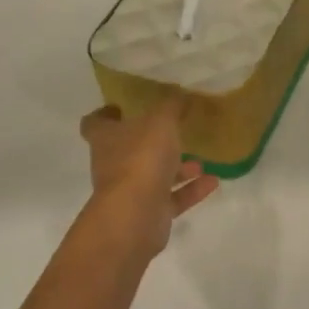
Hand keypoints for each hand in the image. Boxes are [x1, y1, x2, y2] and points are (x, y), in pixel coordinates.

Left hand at [79, 98, 220, 257]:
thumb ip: (171, 105)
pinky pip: (172, 198)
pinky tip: (213, 181)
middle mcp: (113, 164)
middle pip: (128, 149)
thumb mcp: (161, 121)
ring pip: (153, 175)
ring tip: (201, 159)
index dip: (105, 114)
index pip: (95, 123)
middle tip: (175, 130)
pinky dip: (191, 190)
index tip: (121, 107)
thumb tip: (179, 92)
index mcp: (106, 138)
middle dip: (152, 141)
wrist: (135, 216)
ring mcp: (130, 191)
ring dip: (177, 168)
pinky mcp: (148, 214)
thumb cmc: (141, 158)